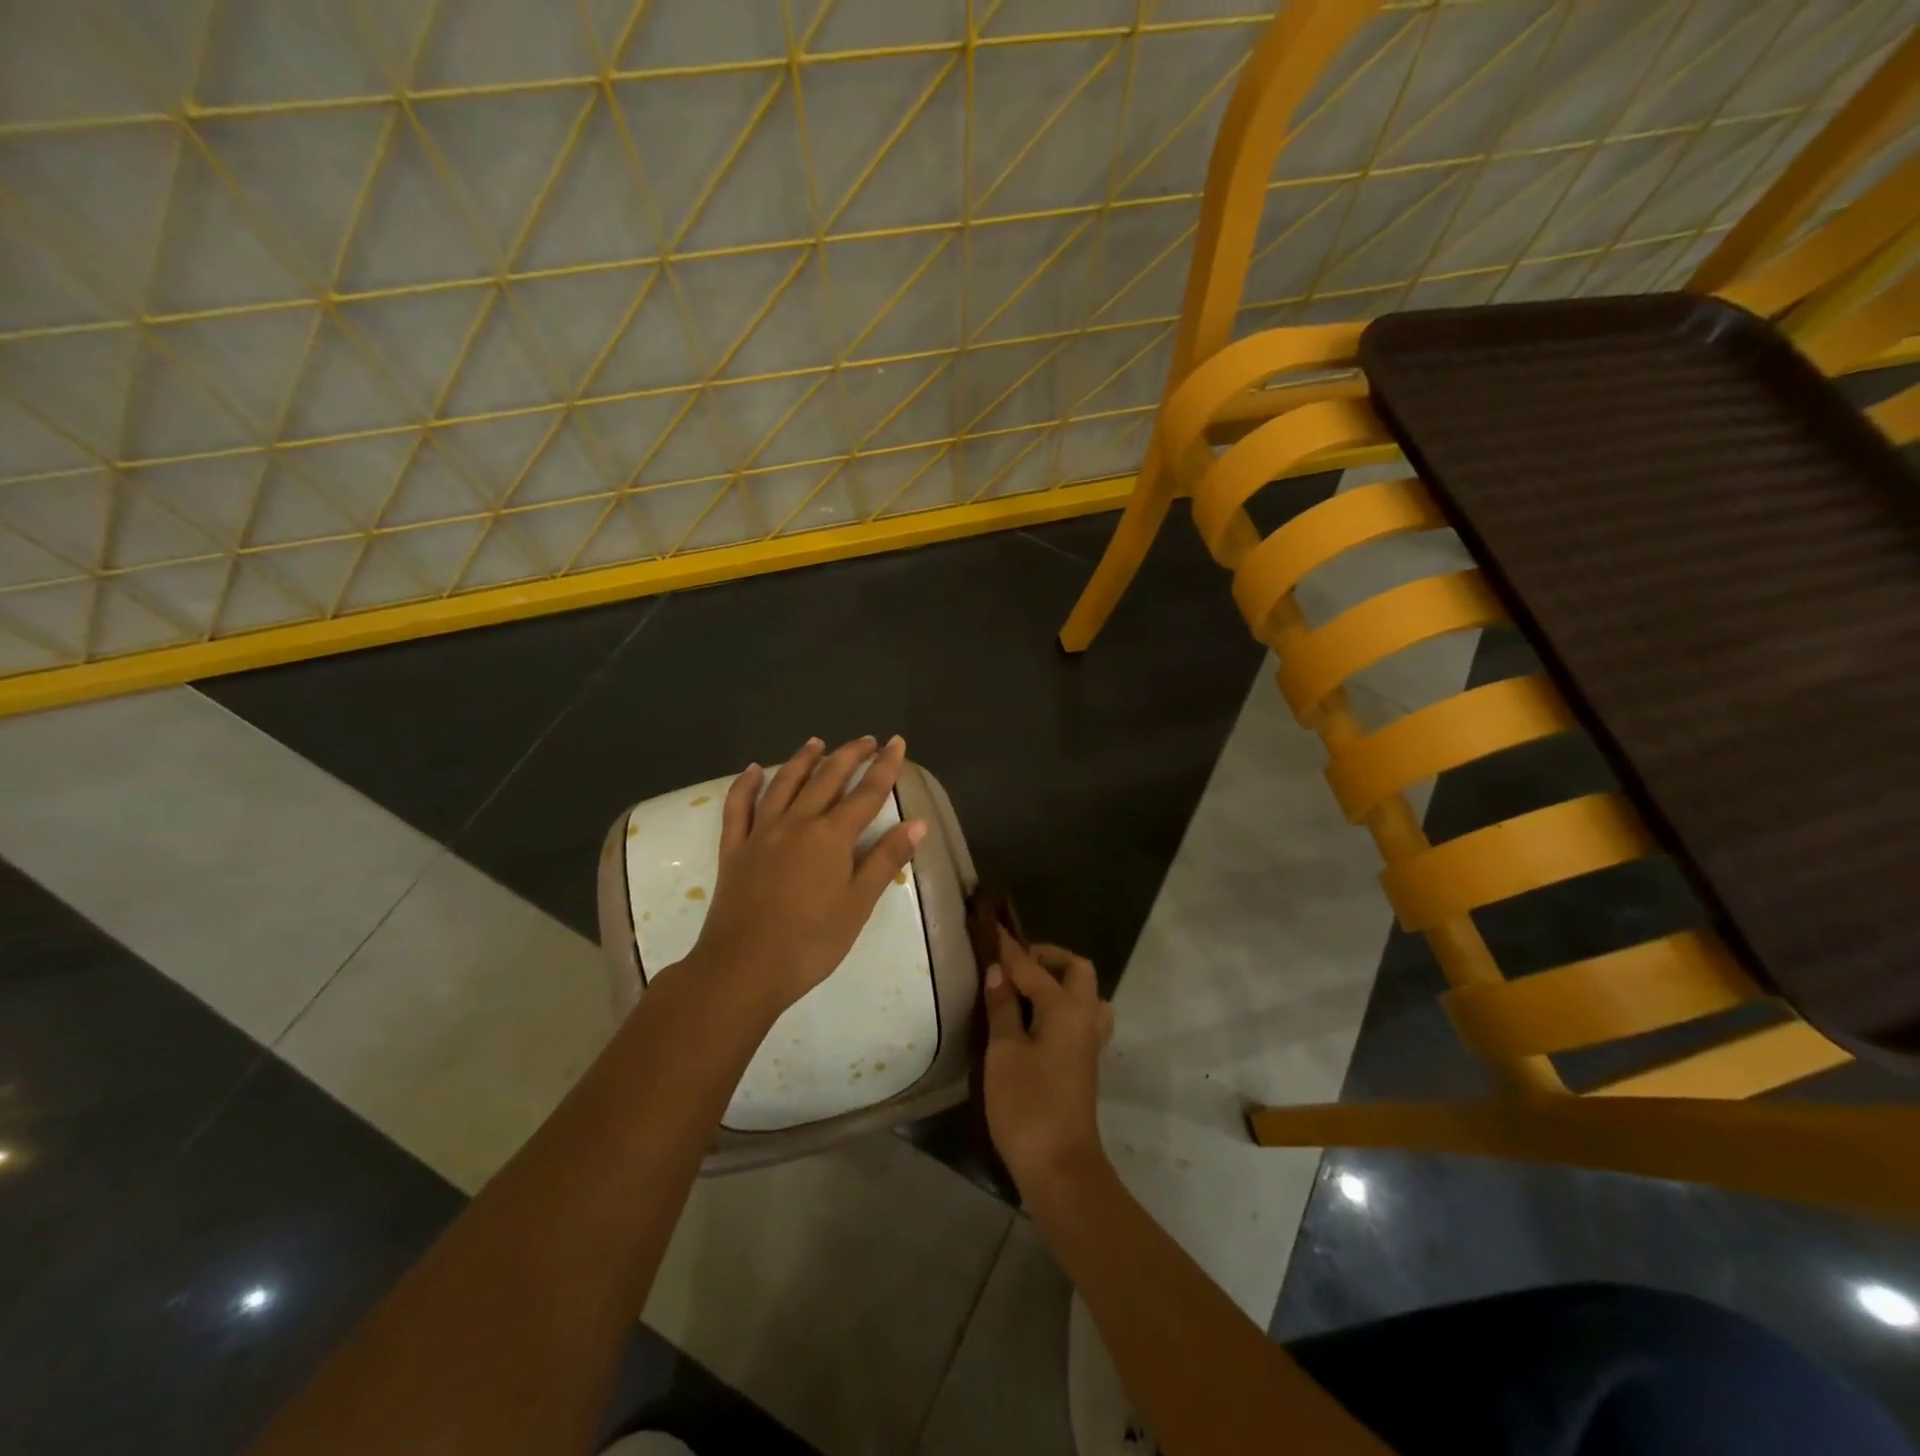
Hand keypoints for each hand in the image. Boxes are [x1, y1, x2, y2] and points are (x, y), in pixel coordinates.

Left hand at [687, 735, 924, 1014]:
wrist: (744, 968)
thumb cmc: (811, 942)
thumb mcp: (858, 904)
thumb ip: (886, 860)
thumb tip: (918, 823)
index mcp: (831, 836)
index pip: (866, 792)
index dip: (885, 766)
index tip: (897, 743)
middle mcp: (797, 822)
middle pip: (827, 778)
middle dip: (849, 755)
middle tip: (866, 740)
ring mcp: (761, 832)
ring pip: (784, 783)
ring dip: (803, 759)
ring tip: (817, 742)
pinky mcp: (734, 848)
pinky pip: (739, 807)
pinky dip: (746, 784)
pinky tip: (753, 770)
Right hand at [982, 931, 1114, 1195]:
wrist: (1060, 1167)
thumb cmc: (1027, 1105)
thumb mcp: (1004, 1052)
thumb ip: (1002, 1007)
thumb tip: (997, 971)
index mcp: (1066, 1008)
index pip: (1032, 967)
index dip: (1009, 949)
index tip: (990, 929)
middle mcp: (1084, 1016)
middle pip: (1076, 969)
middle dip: (1046, 957)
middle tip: (1013, 962)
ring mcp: (1089, 1040)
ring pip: (1084, 993)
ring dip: (1059, 981)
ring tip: (1026, 988)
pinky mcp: (1085, 1061)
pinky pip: (1080, 1015)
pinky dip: (1061, 1004)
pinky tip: (1036, 1018)